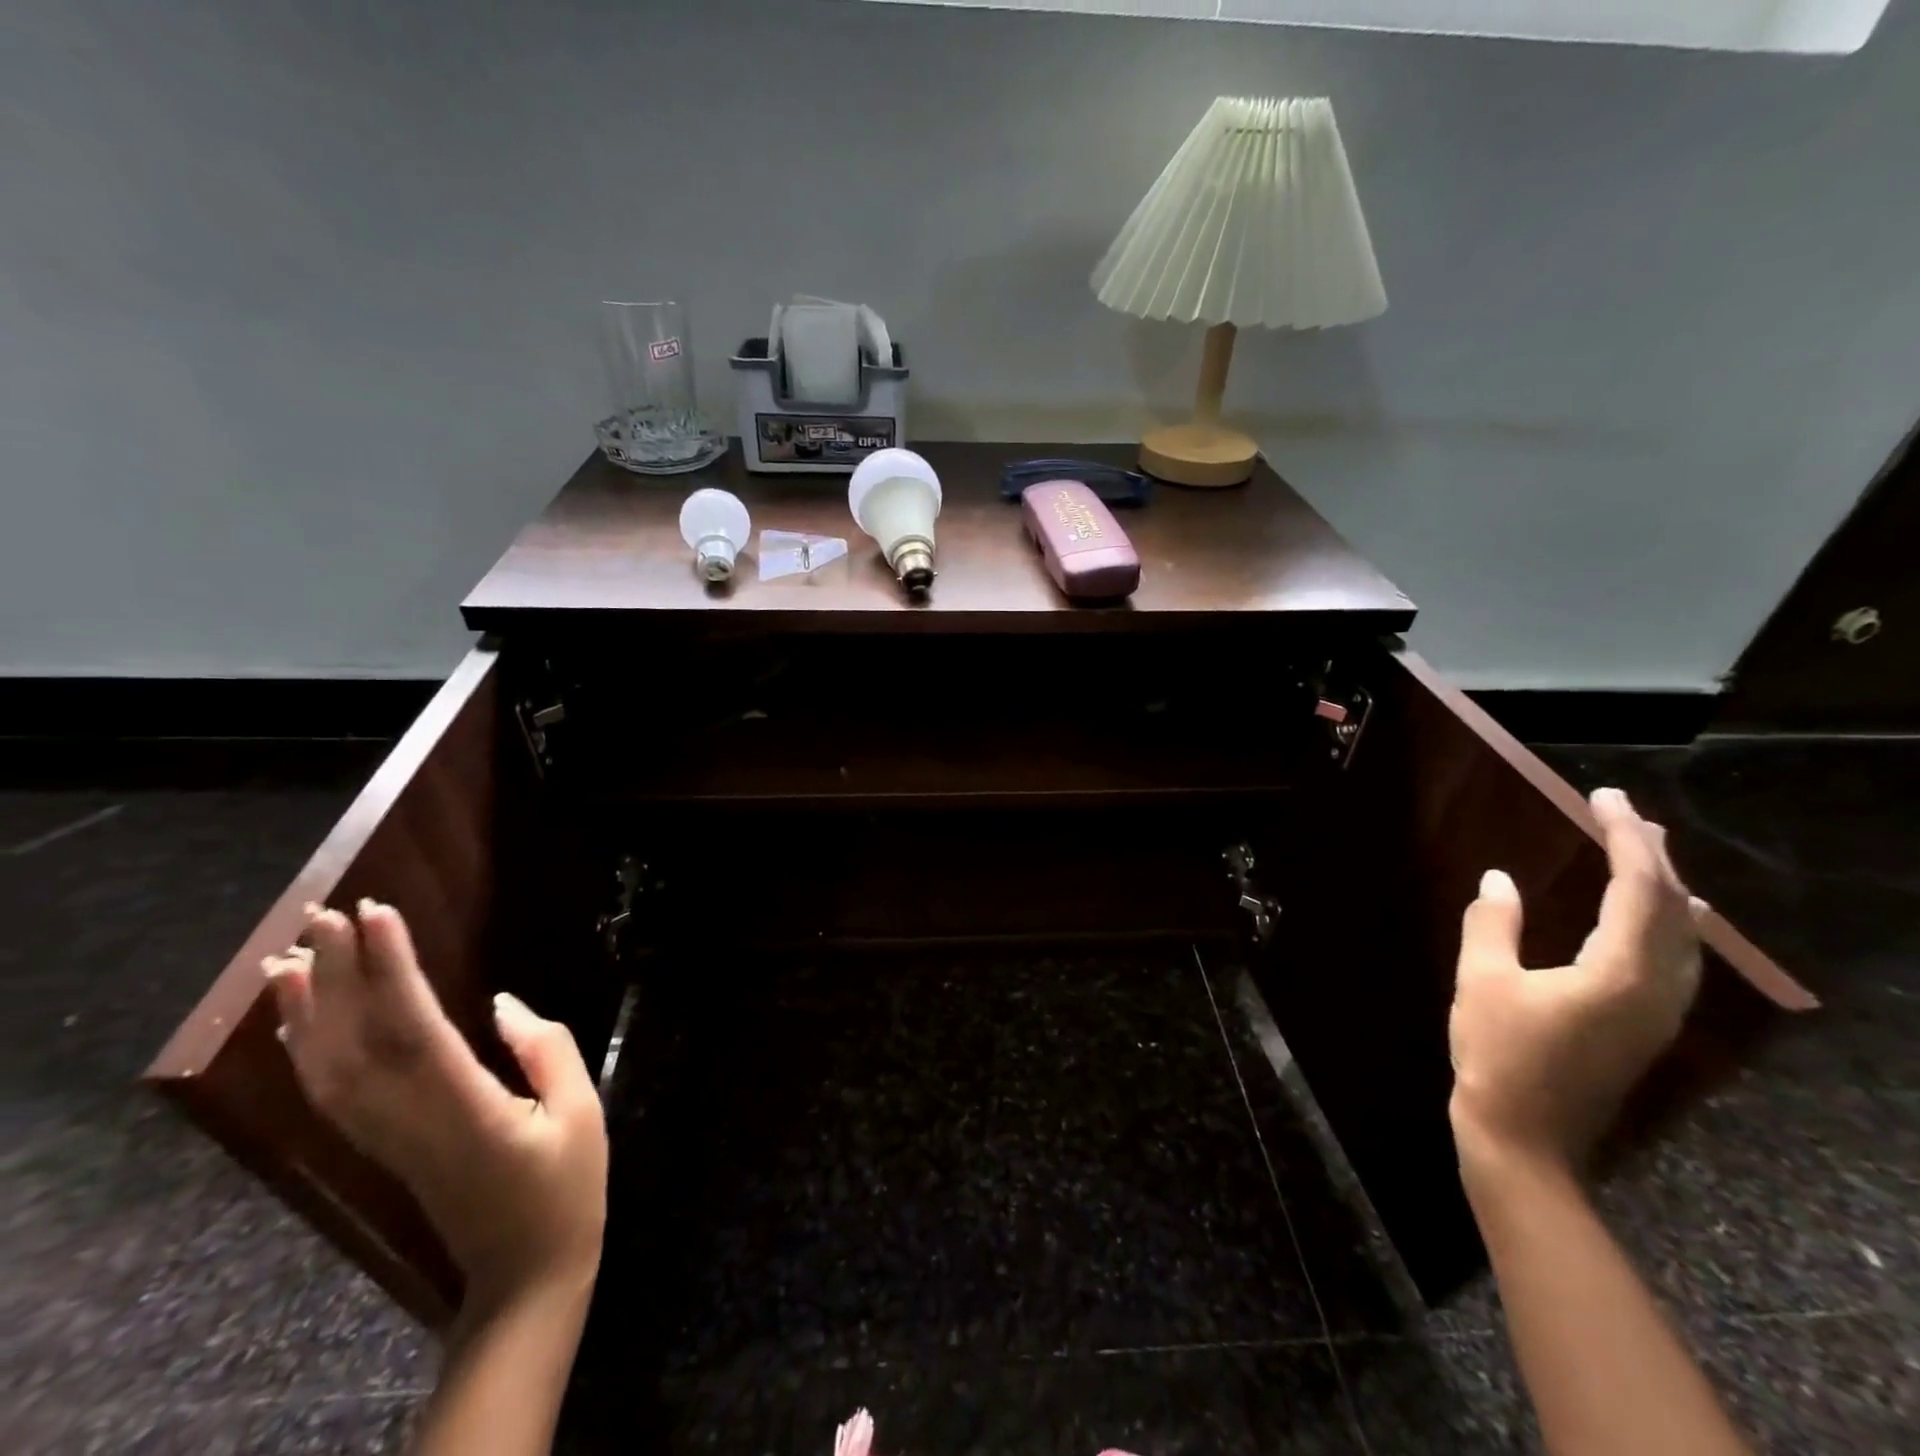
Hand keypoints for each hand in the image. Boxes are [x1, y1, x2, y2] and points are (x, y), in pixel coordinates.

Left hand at [263, 900, 607, 1306]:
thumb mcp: (581, 1113)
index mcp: (465, 1111)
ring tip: (293, 952)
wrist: (524, 1273)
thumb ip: (547, 1051)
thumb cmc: (565, 1189)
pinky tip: (303, 1019)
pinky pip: (332, 1093)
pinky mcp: (382, 1146)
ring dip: (309, 1008)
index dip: (392, 970)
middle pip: (357, 1043)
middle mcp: (409, 1122)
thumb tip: (501, 1005)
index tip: (378, 915)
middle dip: (339, 974)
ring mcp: (387, 1138)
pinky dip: (308, 1049)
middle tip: (325, 913)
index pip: (414, 1029)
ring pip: (329, 1068)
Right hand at [1449, 787, 1705, 1181]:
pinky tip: (1668, 917)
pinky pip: (1678, 959)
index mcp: (1618, 973)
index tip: (1604, 799)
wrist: (1525, 1136)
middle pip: (1669, 909)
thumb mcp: (1481, 981)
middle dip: (1651, 855)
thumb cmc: (1498, 1054)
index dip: (1623, 839)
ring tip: (1648, 852)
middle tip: (1624, 813)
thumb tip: (1499, 878)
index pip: (1635, 890)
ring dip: (1665, 887)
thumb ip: (1493, 924)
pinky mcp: (1648, 1026)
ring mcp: (1659, 1012)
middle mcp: (1656, 989)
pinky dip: (1671, 923)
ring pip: (1682, 936)